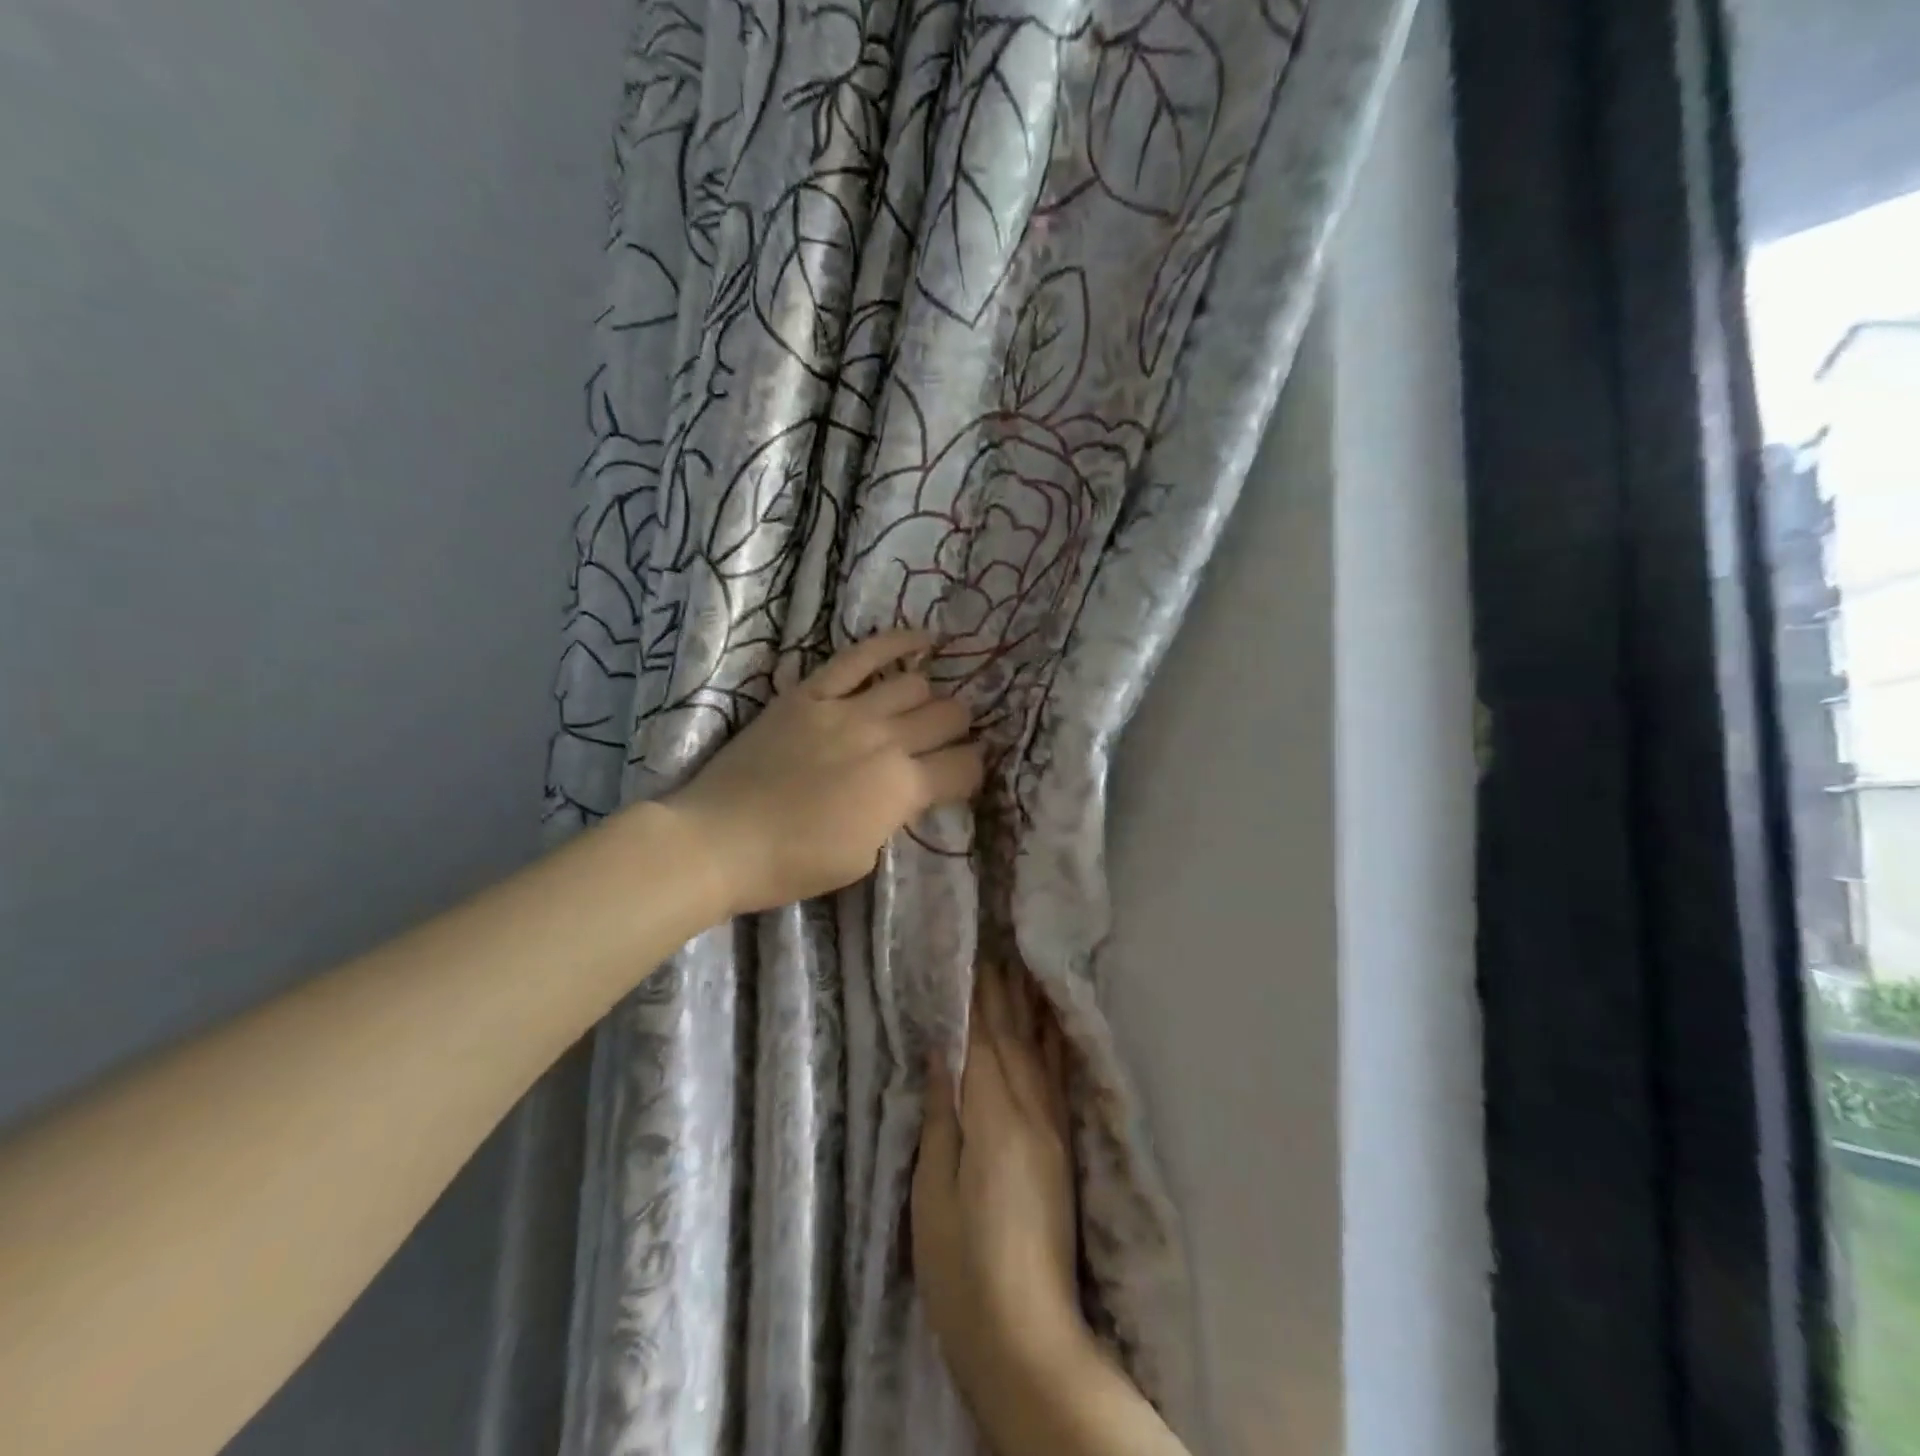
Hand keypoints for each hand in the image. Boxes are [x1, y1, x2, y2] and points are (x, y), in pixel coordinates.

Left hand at [662, 630, 982, 916]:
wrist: (719, 840)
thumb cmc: (793, 864)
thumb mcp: (864, 856)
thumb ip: (895, 815)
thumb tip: (907, 790)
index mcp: (902, 788)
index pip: (965, 766)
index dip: (972, 772)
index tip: (961, 777)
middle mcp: (886, 740)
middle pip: (949, 716)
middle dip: (958, 731)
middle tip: (943, 744)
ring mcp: (847, 709)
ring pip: (915, 684)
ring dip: (929, 698)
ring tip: (922, 708)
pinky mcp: (811, 692)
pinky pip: (860, 656)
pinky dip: (896, 644)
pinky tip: (923, 640)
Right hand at [913, 963, 1090, 1411]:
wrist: (1029, 1339)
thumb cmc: (963, 1271)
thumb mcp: (933, 1196)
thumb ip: (942, 1120)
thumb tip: (941, 1057)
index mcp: (994, 1121)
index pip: (981, 1044)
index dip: (974, 1000)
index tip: (969, 957)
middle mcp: (1031, 1114)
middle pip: (1013, 1040)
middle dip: (1002, 993)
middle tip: (994, 949)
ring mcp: (1053, 1132)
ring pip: (1039, 1053)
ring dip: (1030, 1009)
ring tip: (1024, 970)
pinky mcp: (1063, 1151)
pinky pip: (1058, 1081)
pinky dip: (1054, 1046)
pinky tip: (1054, 1029)